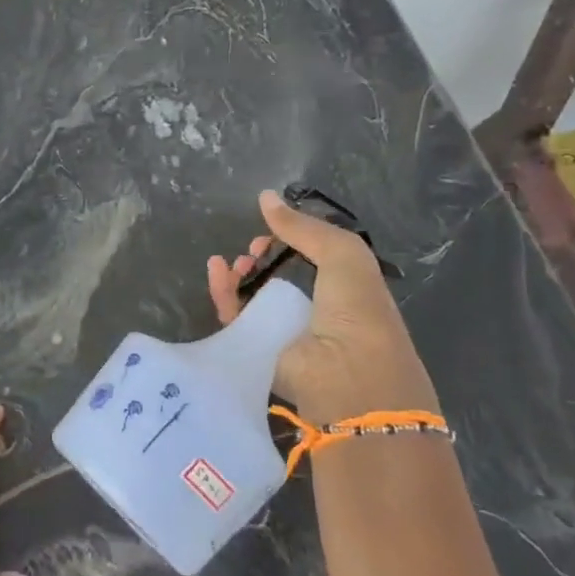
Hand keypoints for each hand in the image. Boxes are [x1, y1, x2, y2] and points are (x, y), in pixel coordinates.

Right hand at [206, 190, 438, 425]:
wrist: (347, 378)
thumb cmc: (357, 312)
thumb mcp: (343, 255)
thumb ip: (304, 227)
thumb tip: (265, 196)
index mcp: (346, 290)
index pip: (313, 259)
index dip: (292, 241)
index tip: (274, 231)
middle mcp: (317, 312)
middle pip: (280, 278)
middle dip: (263, 258)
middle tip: (252, 249)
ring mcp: (287, 333)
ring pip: (254, 297)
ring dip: (241, 275)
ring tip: (233, 262)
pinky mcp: (259, 351)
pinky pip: (236, 317)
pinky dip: (224, 293)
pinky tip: (217, 270)